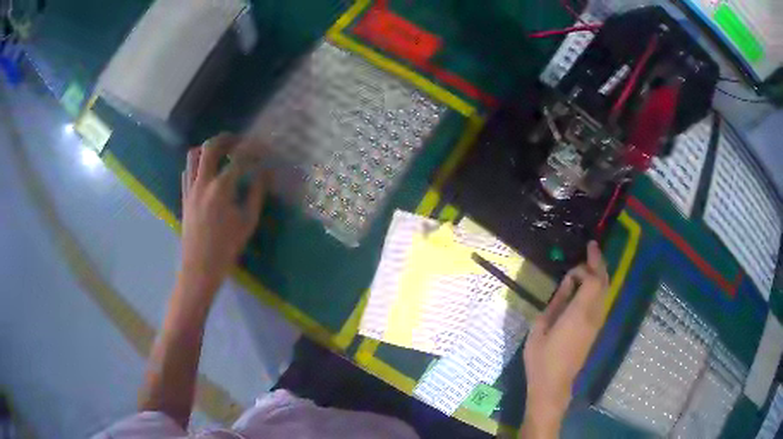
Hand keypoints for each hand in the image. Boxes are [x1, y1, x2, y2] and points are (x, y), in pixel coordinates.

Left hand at [180, 133, 267, 299]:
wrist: (199, 268)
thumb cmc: (226, 248)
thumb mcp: (248, 222)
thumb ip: (257, 193)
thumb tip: (267, 172)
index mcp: (221, 188)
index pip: (238, 158)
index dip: (253, 150)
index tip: (263, 149)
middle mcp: (203, 183)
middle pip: (210, 147)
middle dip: (226, 139)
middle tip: (239, 140)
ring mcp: (190, 189)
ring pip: (193, 156)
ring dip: (208, 148)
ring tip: (221, 152)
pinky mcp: (184, 197)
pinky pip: (187, 171)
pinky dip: (197, 164)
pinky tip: (207, 171)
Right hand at [520, 241, 608, 437]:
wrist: (553, 384)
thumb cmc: (541, 357)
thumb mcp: (540, 327)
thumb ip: (557, 302)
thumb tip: (568, 284)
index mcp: (579, 313)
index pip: (593, 280)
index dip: (591, 263)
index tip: (585, 249)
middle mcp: (593, 315)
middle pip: (604, 283)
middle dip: (599, 264)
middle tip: (591, 248)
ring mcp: (596, 323)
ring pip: (604, 292)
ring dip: (599, 275)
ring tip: (588, 264)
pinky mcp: (595, 330)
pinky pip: (601, 302)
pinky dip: (597, 288)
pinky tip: (588, 285)